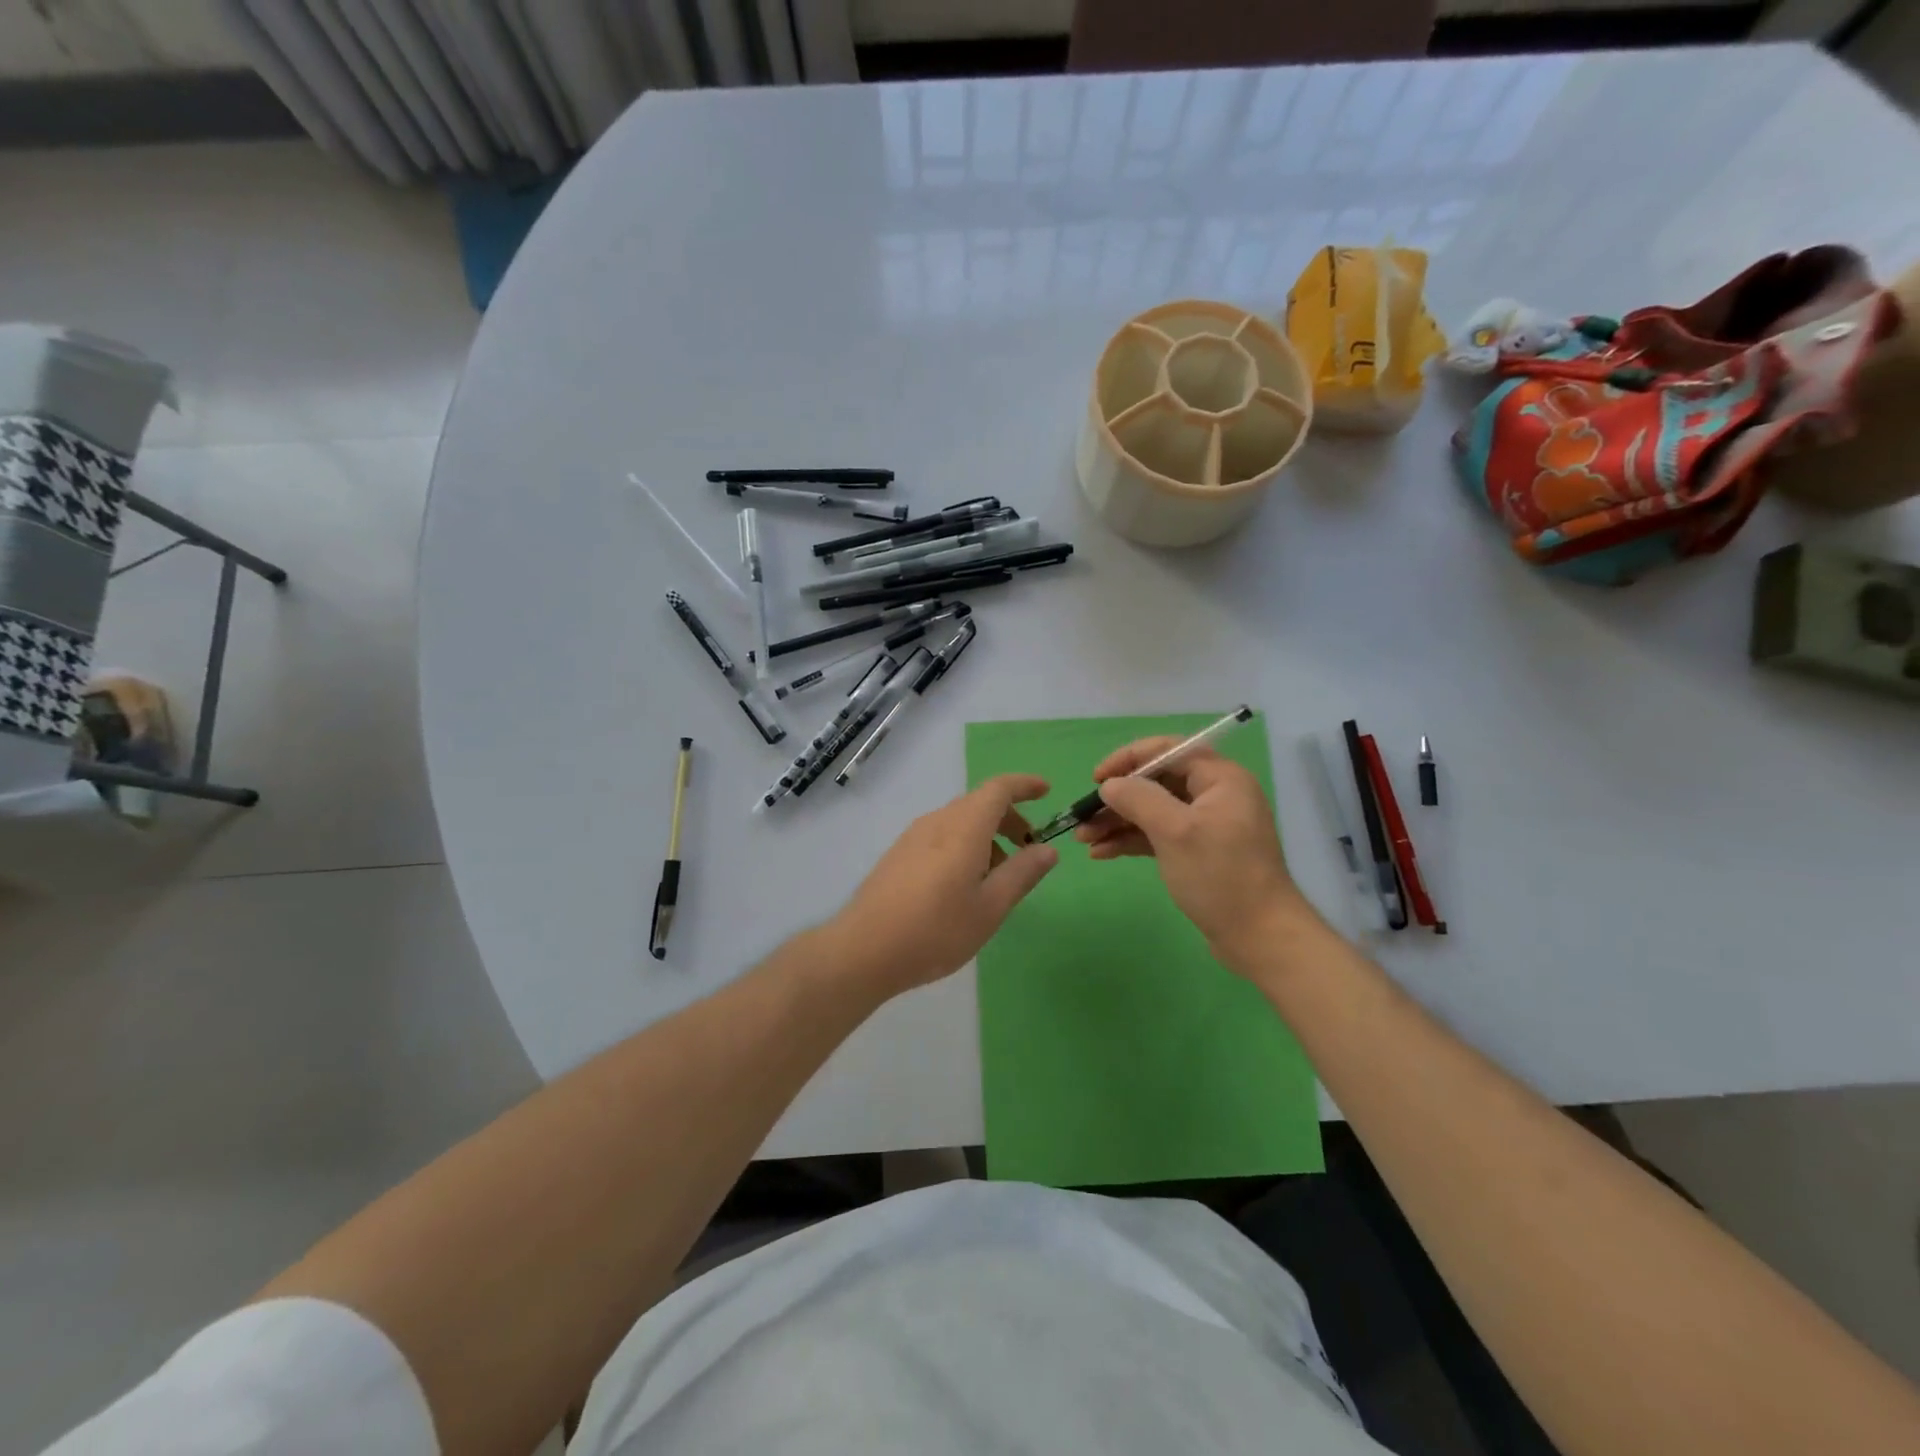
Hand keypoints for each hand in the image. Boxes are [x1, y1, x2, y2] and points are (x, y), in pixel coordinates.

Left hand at [829, 774, 1058, 996]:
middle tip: (1027, 847)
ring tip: (997, 875)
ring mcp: (913, 836)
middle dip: (1008, 817)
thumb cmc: (935, 930)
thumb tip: (1048, 849)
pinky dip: (963, 844)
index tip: (1046, 791)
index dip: (1024, 785)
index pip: (998, 789)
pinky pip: (940, 835)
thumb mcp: (990, 908)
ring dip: (986, 834)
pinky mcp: (898, 854)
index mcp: (964, 827)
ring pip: (958, 820)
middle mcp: (937, 821)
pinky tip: (963, 883)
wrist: (863, 950)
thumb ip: (1021, 874)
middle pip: (978, 803)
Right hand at [1077, 740, 1316, 972]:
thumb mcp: (1175, 832)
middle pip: (1157, 783)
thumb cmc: (1220, 876)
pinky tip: (1102, 853)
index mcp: (1219, 779)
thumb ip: (1139, 799)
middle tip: (1083, 816)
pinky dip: (1132, 841)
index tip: (1097, 779)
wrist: (1261, 938)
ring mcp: (1207, 826)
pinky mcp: (1199, 853)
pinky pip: (1159, 836)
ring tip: (1084, 839)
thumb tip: (1109, 785)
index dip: (1128, 759)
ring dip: (1118, 822)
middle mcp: (1215, 795)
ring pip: (1154, 811)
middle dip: (1118, 798)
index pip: (1168, 750)